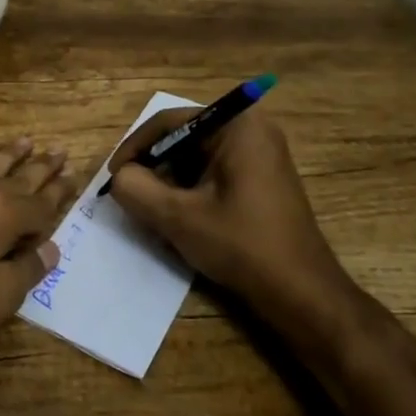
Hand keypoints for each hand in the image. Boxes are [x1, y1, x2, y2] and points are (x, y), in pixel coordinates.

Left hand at [0, 138, 76, 378]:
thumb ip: (26, 270)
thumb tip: (51, 248)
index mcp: (1, 216)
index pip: (41, 204)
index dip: (59, 194)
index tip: (73, 178)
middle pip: (16, 176)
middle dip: (40, 167)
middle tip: (58, 152)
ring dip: (8, 154)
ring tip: (26, 142)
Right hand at [106, 106, 346, 310]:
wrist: (302, 293)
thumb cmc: (242, 245)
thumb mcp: (178, 217)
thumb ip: (137, 189)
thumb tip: (119, 178)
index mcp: (237, 125)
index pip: (169, 122)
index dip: (135, 148)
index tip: (114, 177)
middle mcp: (251, 129)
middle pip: (183, 138)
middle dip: (153, 167)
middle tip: (130, 196)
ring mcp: (260, 155)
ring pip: (195, 159)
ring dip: (169, 182)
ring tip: (151, 212)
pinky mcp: (261, 180)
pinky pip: (212, 174)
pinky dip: (190, 192)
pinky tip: (179, 220)